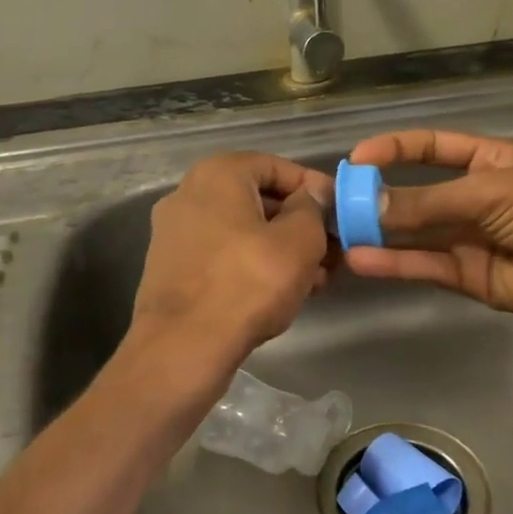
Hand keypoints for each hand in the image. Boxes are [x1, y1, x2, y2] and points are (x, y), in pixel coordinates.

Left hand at [127, 152, 333, 386]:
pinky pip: (223, 256)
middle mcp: (189, 194)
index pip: (277, 166)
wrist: (183, 347)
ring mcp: (175, 233)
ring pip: (242, 231)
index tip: (340, 213)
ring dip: (281, 249)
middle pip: (258, 199)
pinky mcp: (172, 269)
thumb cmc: (248, 282)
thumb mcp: (299, 241)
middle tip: (332, 251)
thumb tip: (315, 194)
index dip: (314, 188)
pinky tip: (282, 293)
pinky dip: (253, 266)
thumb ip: (313, 208)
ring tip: (316, 280)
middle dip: (300, 224)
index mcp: (217, 174)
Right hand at [343, 130, 512, 336]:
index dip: (396, 149)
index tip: (357, 158)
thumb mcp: (492, 192)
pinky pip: (428, 267)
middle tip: (337, 202)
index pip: (432, 148)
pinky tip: (362, 259)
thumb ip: (429, 202)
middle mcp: (476, 198)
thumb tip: (370, 204)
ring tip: (339, 231)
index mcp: (489, 161)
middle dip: (379, 196)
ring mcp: (473, 239)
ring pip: (417, 233)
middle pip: (418, 193)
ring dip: (381, 231)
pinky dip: (396, 264)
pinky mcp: (473, 278)